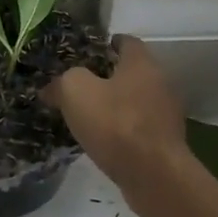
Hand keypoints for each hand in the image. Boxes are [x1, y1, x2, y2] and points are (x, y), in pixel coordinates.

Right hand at [40, 36, 187, 192]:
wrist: (154, 175)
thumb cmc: (115, 124)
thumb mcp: (76, 92)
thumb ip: (63, 82)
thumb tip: (51, 88)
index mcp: (141, 63)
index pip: (127, 42)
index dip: (107, 44)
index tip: (88, 53)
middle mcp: (160, 82)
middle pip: (132, 72)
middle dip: (109, 77)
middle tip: (81, 86)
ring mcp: (166, 114)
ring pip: (136, 101)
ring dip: (116, 106)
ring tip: (89, 116)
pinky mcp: (166, 142)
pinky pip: (140, 127)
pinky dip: (124, 130)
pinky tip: (105, 141)